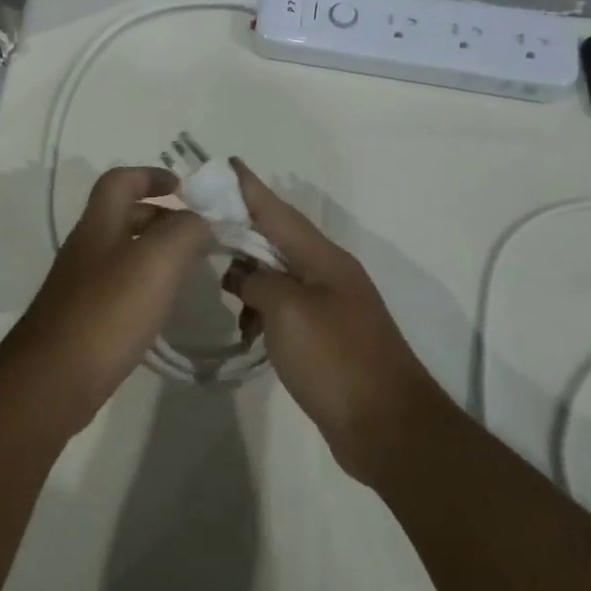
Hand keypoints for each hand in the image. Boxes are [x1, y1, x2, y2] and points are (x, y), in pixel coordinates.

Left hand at [0, 167, 213, 426]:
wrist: (55, 378)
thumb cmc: (107, 310)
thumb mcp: (156, 259)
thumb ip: (185, 230)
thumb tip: (201, 222)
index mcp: (99, 224)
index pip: (120, 180)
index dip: (151, 175)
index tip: (187, 189)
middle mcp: (87, 248)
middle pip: (123, 216)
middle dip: (162, 217)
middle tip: (199, 235)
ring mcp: (82, 285)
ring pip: (124, 253)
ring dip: (157, 253)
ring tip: (191, 269)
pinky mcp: (85, 319)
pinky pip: (121, 288)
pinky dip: (147, 286)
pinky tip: (165, 307)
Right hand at [221, 158, 440, 479]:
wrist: (388, 427)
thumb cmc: (336, 359)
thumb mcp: (288, 310)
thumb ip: (258, 281)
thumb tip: (243, 276)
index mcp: (324, 259)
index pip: (279, 212)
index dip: (251, 188)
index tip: (227, 163)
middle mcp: (328, 275)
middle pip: (277, 241)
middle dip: (242, 230)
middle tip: (203, 225)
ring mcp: (329, 308)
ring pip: (278, 277)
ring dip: (248, 280)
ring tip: (220, 291)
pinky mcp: (325, 339)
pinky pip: (284, 310)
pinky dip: (261, 313)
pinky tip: (245, 332)